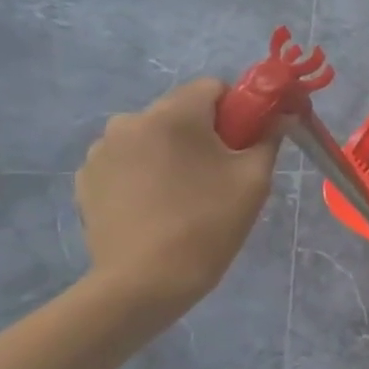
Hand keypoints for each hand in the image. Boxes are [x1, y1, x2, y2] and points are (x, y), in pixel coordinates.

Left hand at [75, 79, 278, 317]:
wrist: (145, 281)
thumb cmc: (208, 224)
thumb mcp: (254, 179)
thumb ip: (269, 138)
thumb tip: (280, 116)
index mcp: (172, 115)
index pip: (213, 87)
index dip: (239, 109)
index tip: (249, 141)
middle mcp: (129, 121)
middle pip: (181, 112)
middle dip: (206, 133)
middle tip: (223, 174)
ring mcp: (102, 151)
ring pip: (153, 137)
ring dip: (174, 153)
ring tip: (188, 195)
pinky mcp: (87, 179)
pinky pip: (129, 162)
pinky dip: (148, 174)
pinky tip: (159, 207)